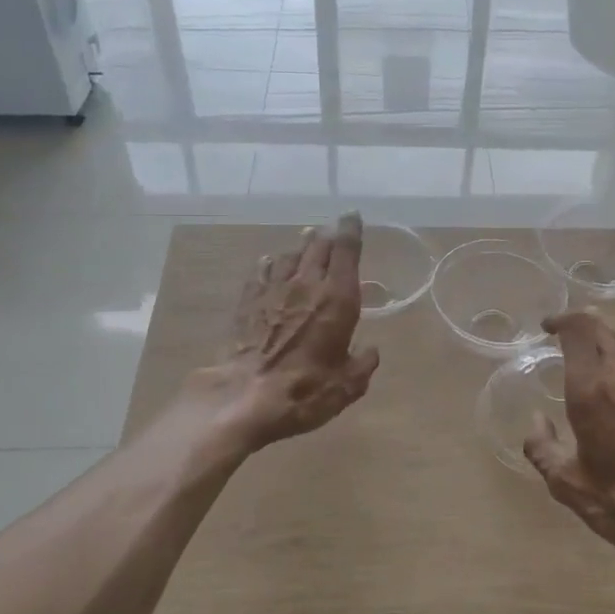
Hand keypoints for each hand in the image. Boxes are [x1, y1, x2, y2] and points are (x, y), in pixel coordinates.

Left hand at [185, 214, 379, 450]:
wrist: (244, 398)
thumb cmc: (306, 390)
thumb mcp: (348, 384)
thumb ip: (363, 363)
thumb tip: (370, 351)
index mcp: (338, 298)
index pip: (346, 250)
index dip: (350, 230)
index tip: (352, 216)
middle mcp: (307, 285)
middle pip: (318, 246)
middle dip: (328, 235)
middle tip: (333, 230)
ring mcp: (273, 291)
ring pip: (290, 255)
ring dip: (301, 247)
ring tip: (307, 242)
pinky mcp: (248, 303)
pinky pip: (262, 272)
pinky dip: (271, 264)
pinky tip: (271, 264)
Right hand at [524, 312, 614, 578]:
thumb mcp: (568, 484)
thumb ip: (543, 447)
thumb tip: (537, 420)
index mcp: (592, 389)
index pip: (578, 329)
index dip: (562, 319)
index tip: (549, 327)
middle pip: (604, 327)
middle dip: (583, 325)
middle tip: (569, 337)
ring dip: (610, 339)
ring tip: (598, 356)